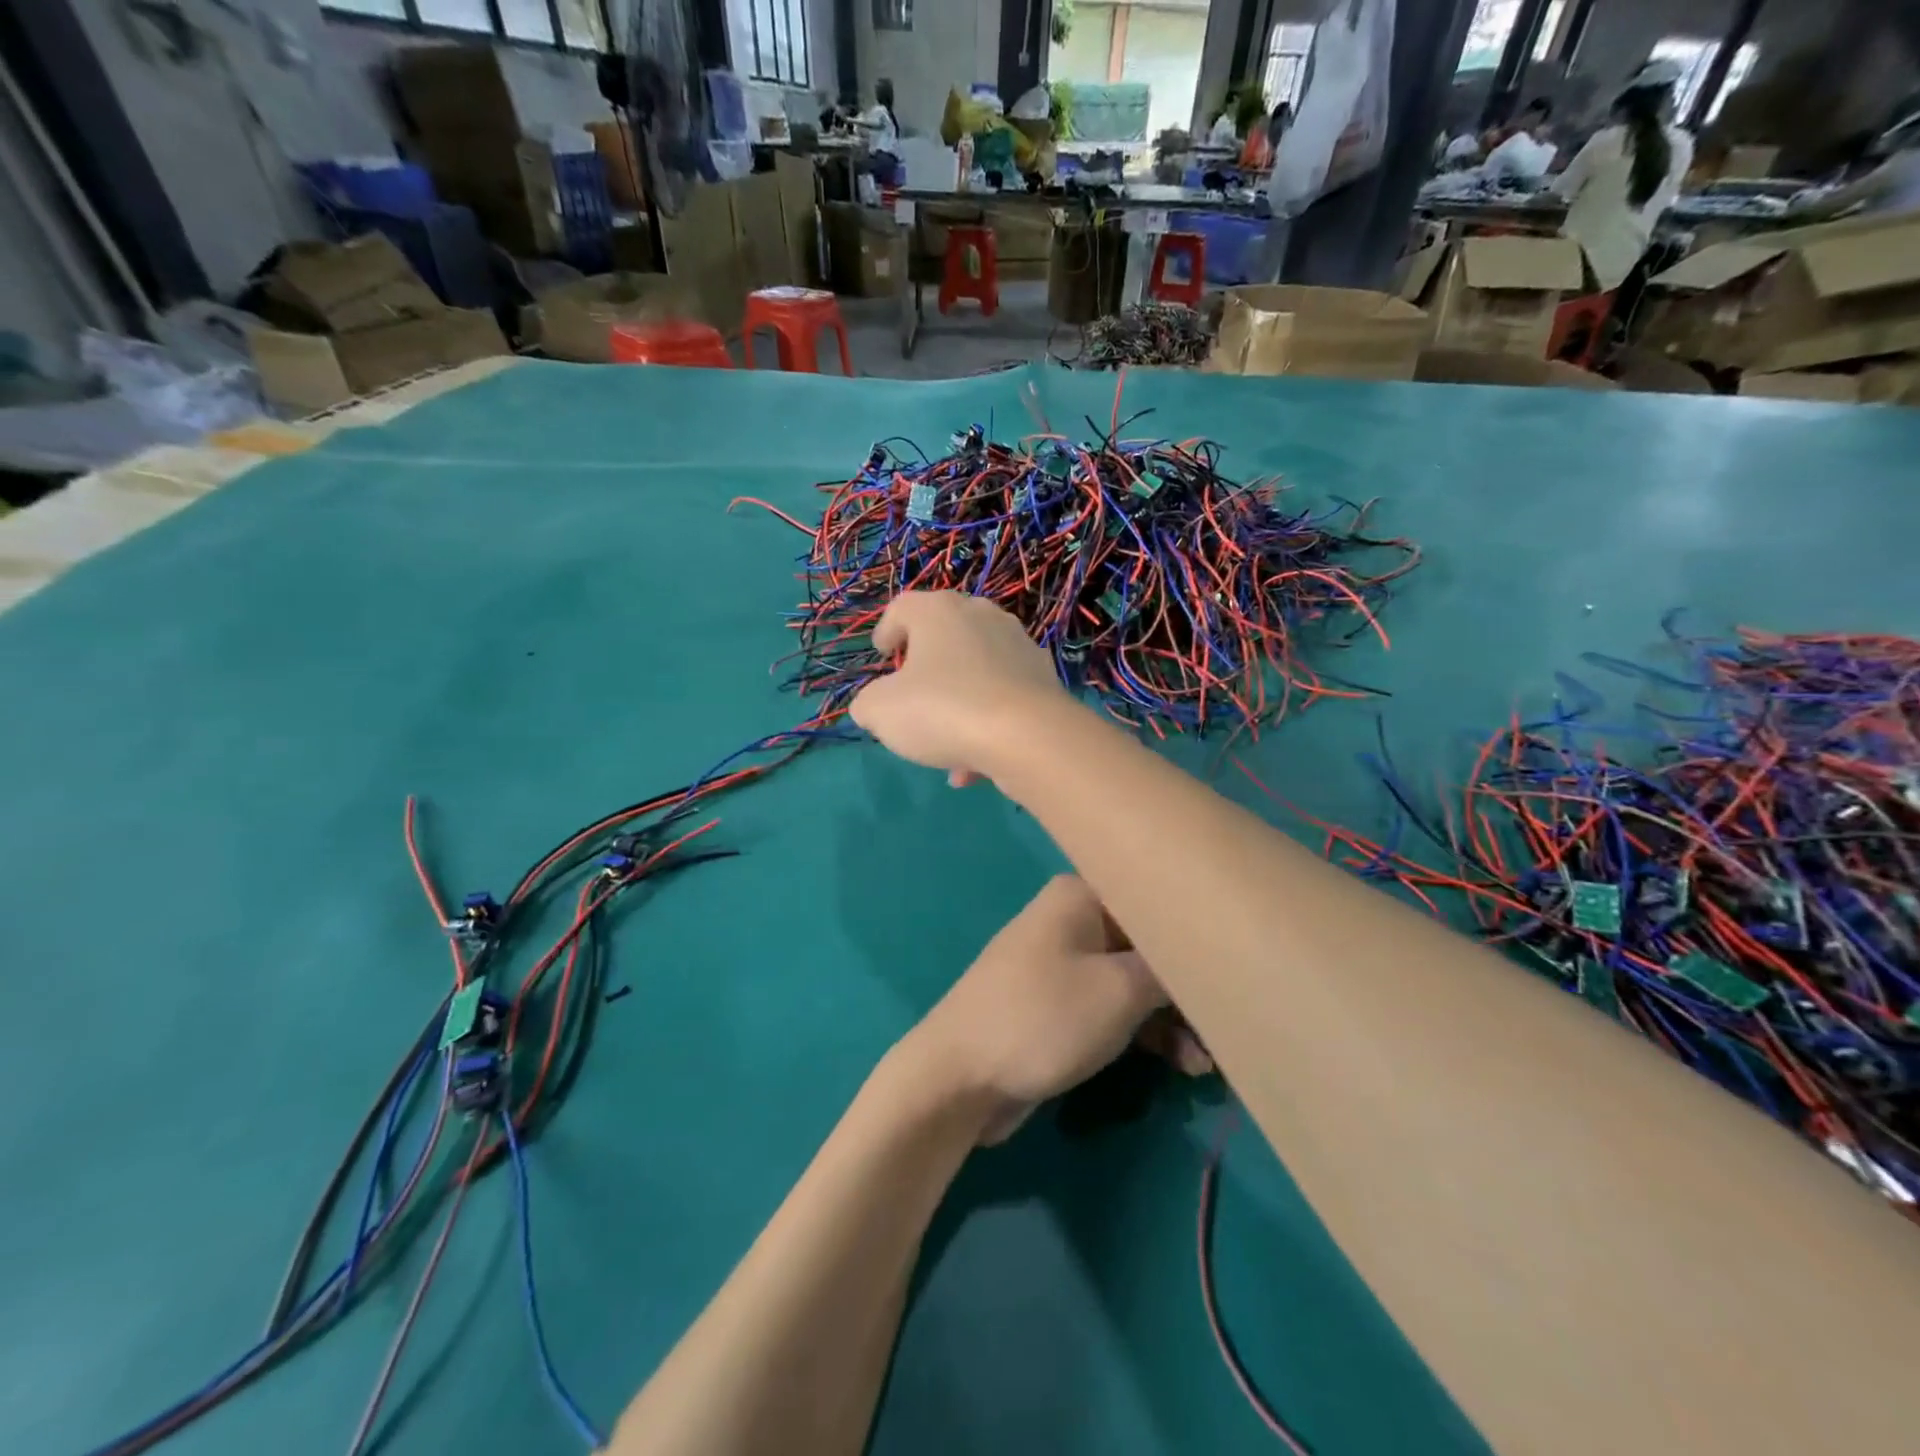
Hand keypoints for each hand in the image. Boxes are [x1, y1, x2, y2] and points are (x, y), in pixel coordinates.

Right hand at [850, 592, 1071, 788]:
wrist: (1028, 737)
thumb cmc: (943, 710)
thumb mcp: (881, 711)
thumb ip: (868, 704)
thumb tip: (873, 706)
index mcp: (939, 611)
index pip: (903, 607)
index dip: (886, 630)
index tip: (882, 656)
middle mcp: (982, 617)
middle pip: (945, 635)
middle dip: (926, 665)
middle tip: (912, 694)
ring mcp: (1019, 646)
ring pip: (976, 673)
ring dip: (957, 704)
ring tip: (944, 747)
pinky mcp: (1044, 679)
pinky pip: (1003, 699)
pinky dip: (986, 725)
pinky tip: (974, 766)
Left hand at [897, 875, 1209, 1144]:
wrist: (959, 1075)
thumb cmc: (1043, 1018)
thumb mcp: (1119, 990)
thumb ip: (1170, 970)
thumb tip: (1206, 959)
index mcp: (1082, 895)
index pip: (1157, 900)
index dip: (1199, 933)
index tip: (1240, 967)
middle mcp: (1074, 919)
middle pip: (1150, 943)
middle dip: (1190, 986)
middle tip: (1230, 1028)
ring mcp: (1064, 963)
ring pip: (1136, 980)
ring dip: (1173, 1018)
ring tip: (1208, 1063)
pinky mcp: (1060, 1004)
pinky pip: (1114, 1007)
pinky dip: (1145, 1031)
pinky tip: (1181, 1064)